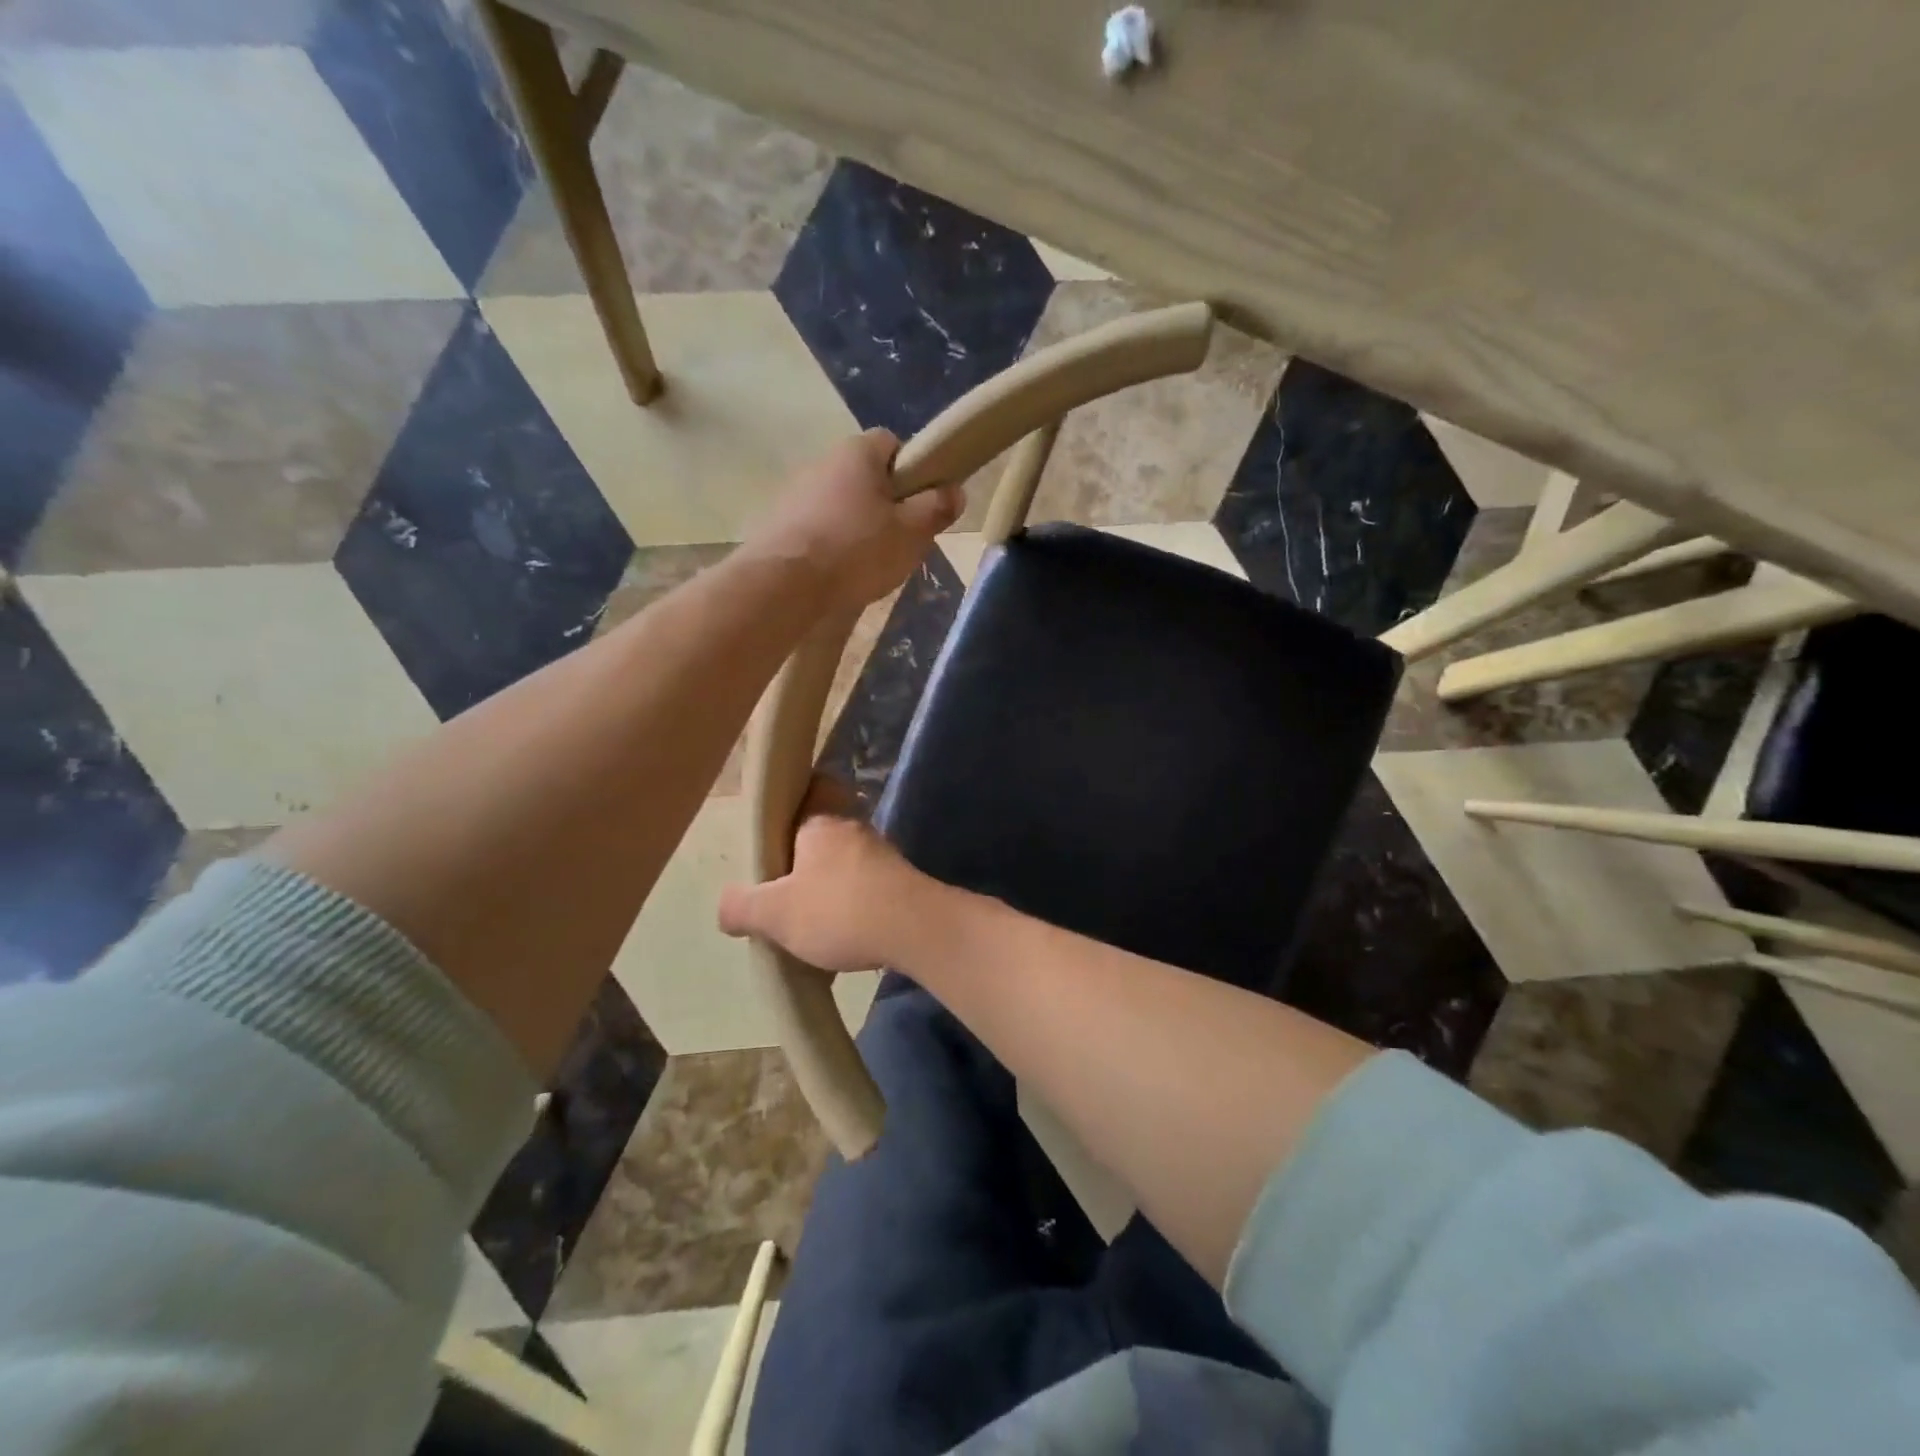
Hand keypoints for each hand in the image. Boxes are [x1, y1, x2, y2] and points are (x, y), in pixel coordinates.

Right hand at [717, 779, 927, 973]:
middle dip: (805, 853)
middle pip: (826, 828)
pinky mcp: (902, 884)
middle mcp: (855, 829)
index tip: (776, 822)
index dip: (797, 796)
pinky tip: (839, 934)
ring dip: (829, 882)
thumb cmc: (839, 909)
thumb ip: (743, 907)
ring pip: (847, 860)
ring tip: (807, 916)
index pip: (815, 786)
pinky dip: (852, 904)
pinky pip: (867, 886)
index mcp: (822, 821)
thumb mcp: (775, 913)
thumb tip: (727, 907)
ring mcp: (883, 856)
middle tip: (781, 883)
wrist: (916, 930)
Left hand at [745, 430, 963, 612]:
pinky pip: (818, 527)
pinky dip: (832, 544)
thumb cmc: (856, 550)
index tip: (920, 503)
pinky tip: (838, 573)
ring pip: (841, 504)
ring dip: (858, 527)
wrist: (784, 584)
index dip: (913, 470)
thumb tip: (954, 491)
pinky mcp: (779, 523)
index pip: (892, 443)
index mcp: (857, 452)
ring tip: (868, 564)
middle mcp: (823, 461)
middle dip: (886, 504)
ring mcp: (795, 492)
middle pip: (866, 476)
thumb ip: (936, 509)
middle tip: (900, 540)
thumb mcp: (911, 532)